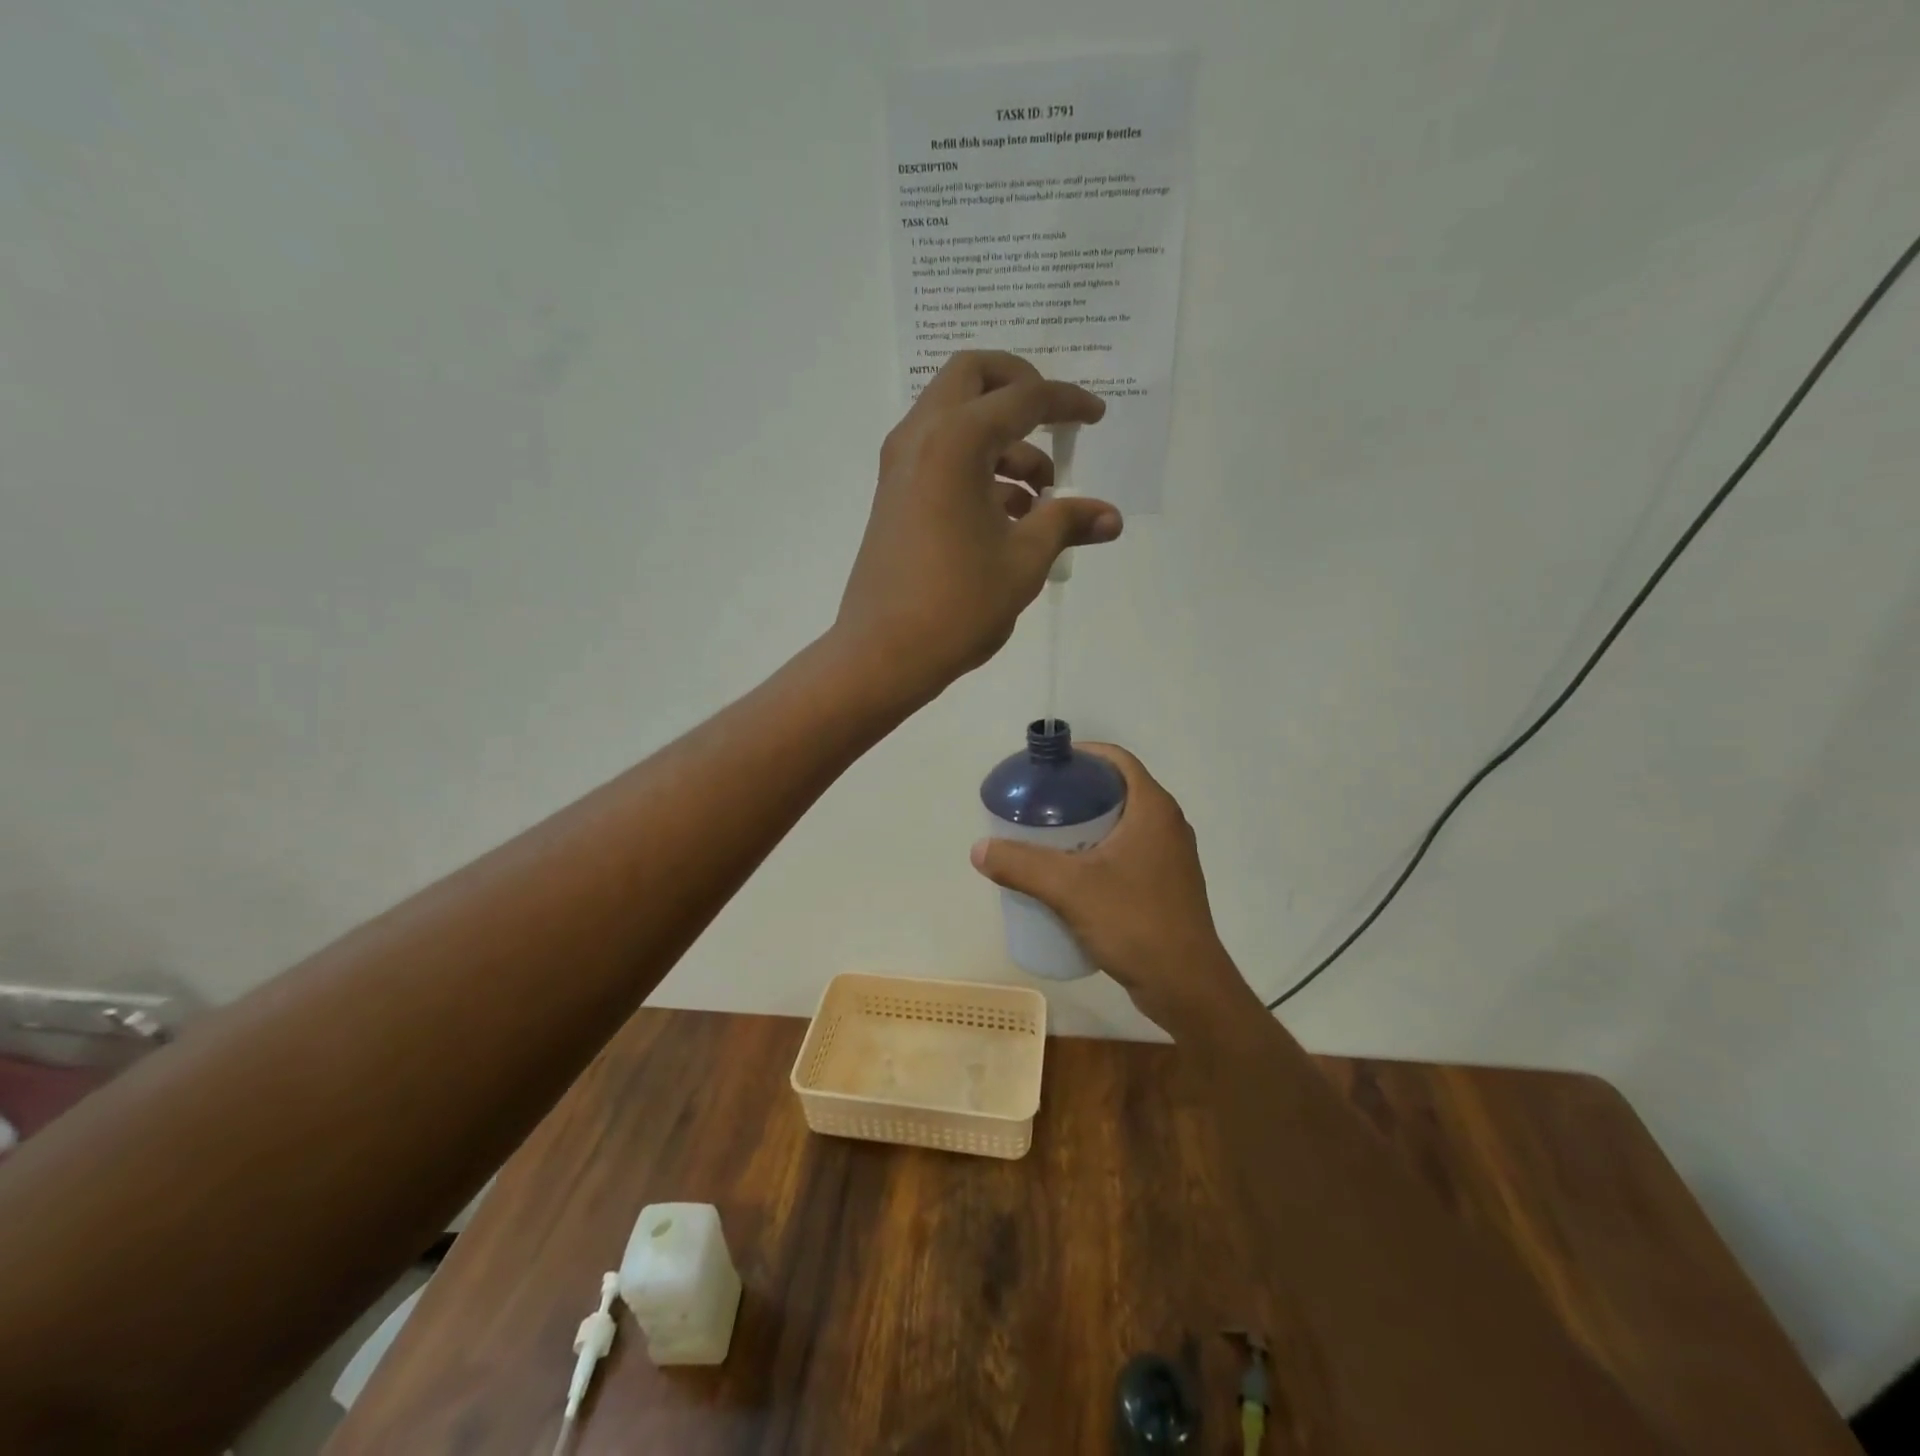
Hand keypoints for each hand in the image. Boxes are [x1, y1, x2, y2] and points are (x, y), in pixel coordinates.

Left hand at [835, 351, 1117, 703]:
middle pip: (972, 377)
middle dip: (1018, 388)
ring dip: (1001, 439)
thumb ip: (1066, 524)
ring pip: (954, 418)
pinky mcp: (894, 495)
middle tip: (1052, 422)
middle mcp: (920, 438)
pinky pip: (939, 455)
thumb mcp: (1024, 562)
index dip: (1066, 402)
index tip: (1096, 416)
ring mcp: (900, 466)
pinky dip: (976, 464)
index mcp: (955, 442)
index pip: (1022, 398)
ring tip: (1041, 497)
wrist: (882, 654)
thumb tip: (1111, 517)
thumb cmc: (957, 606)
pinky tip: (1009, 515)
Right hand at [969, 743, 1264, 1035]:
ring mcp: (1170, 858)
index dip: (1080, 755)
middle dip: (1076, 793)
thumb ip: (1021, 865)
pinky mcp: (1167, 886)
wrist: (1187, 987)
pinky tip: (1071, 877)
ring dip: (1086, 826)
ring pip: (1122, 825)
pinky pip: (1128, 854)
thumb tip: (979, 848)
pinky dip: (1098, 853)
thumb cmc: (1135, 923)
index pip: (1116, 759)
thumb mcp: (1069, 889)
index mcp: (1153, 809)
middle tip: (1036, 806)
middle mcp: (1167, 825)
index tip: (1045, 768)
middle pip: (1116, 791)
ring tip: (1045, 839)